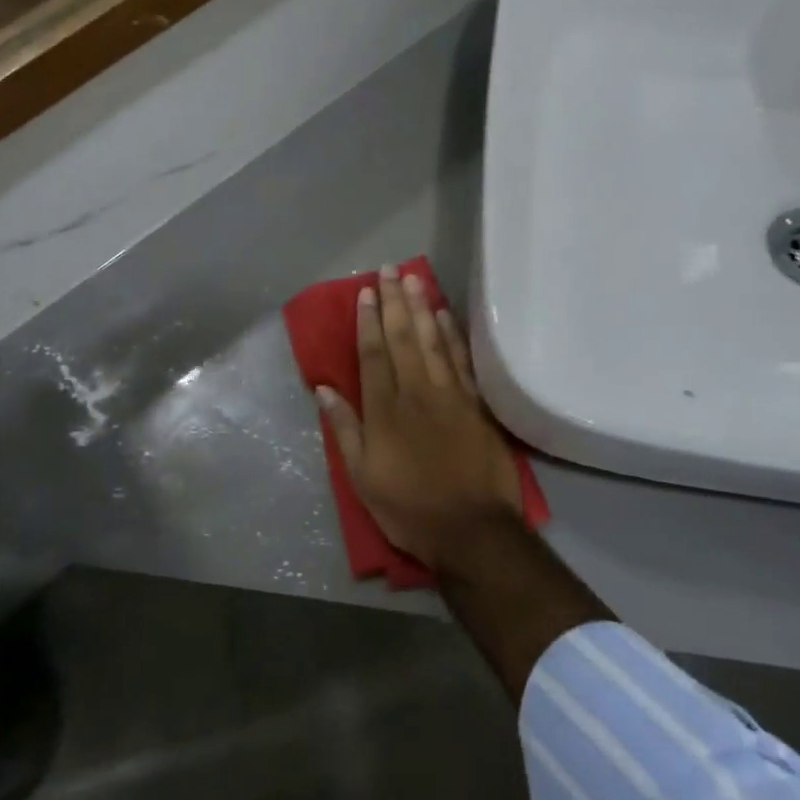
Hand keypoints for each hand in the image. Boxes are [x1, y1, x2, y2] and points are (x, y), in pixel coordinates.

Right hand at [316, 266, 526, 571]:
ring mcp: (450, 396)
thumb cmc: (409, 508)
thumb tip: (324, 390)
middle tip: (390, 270)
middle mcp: (417, 393)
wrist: (472, 530)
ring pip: (434, 341)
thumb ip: (345, 430)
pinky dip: (454, 335)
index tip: (365, 292)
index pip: (374, 355)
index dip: (368, 322)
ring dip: (423, 307)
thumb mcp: (363, 478)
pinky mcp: (475, 405)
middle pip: (404, 338)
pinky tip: (446, 315)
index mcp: (385, 411)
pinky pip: (462, 361)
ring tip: (415, 279)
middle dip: (395, 302)